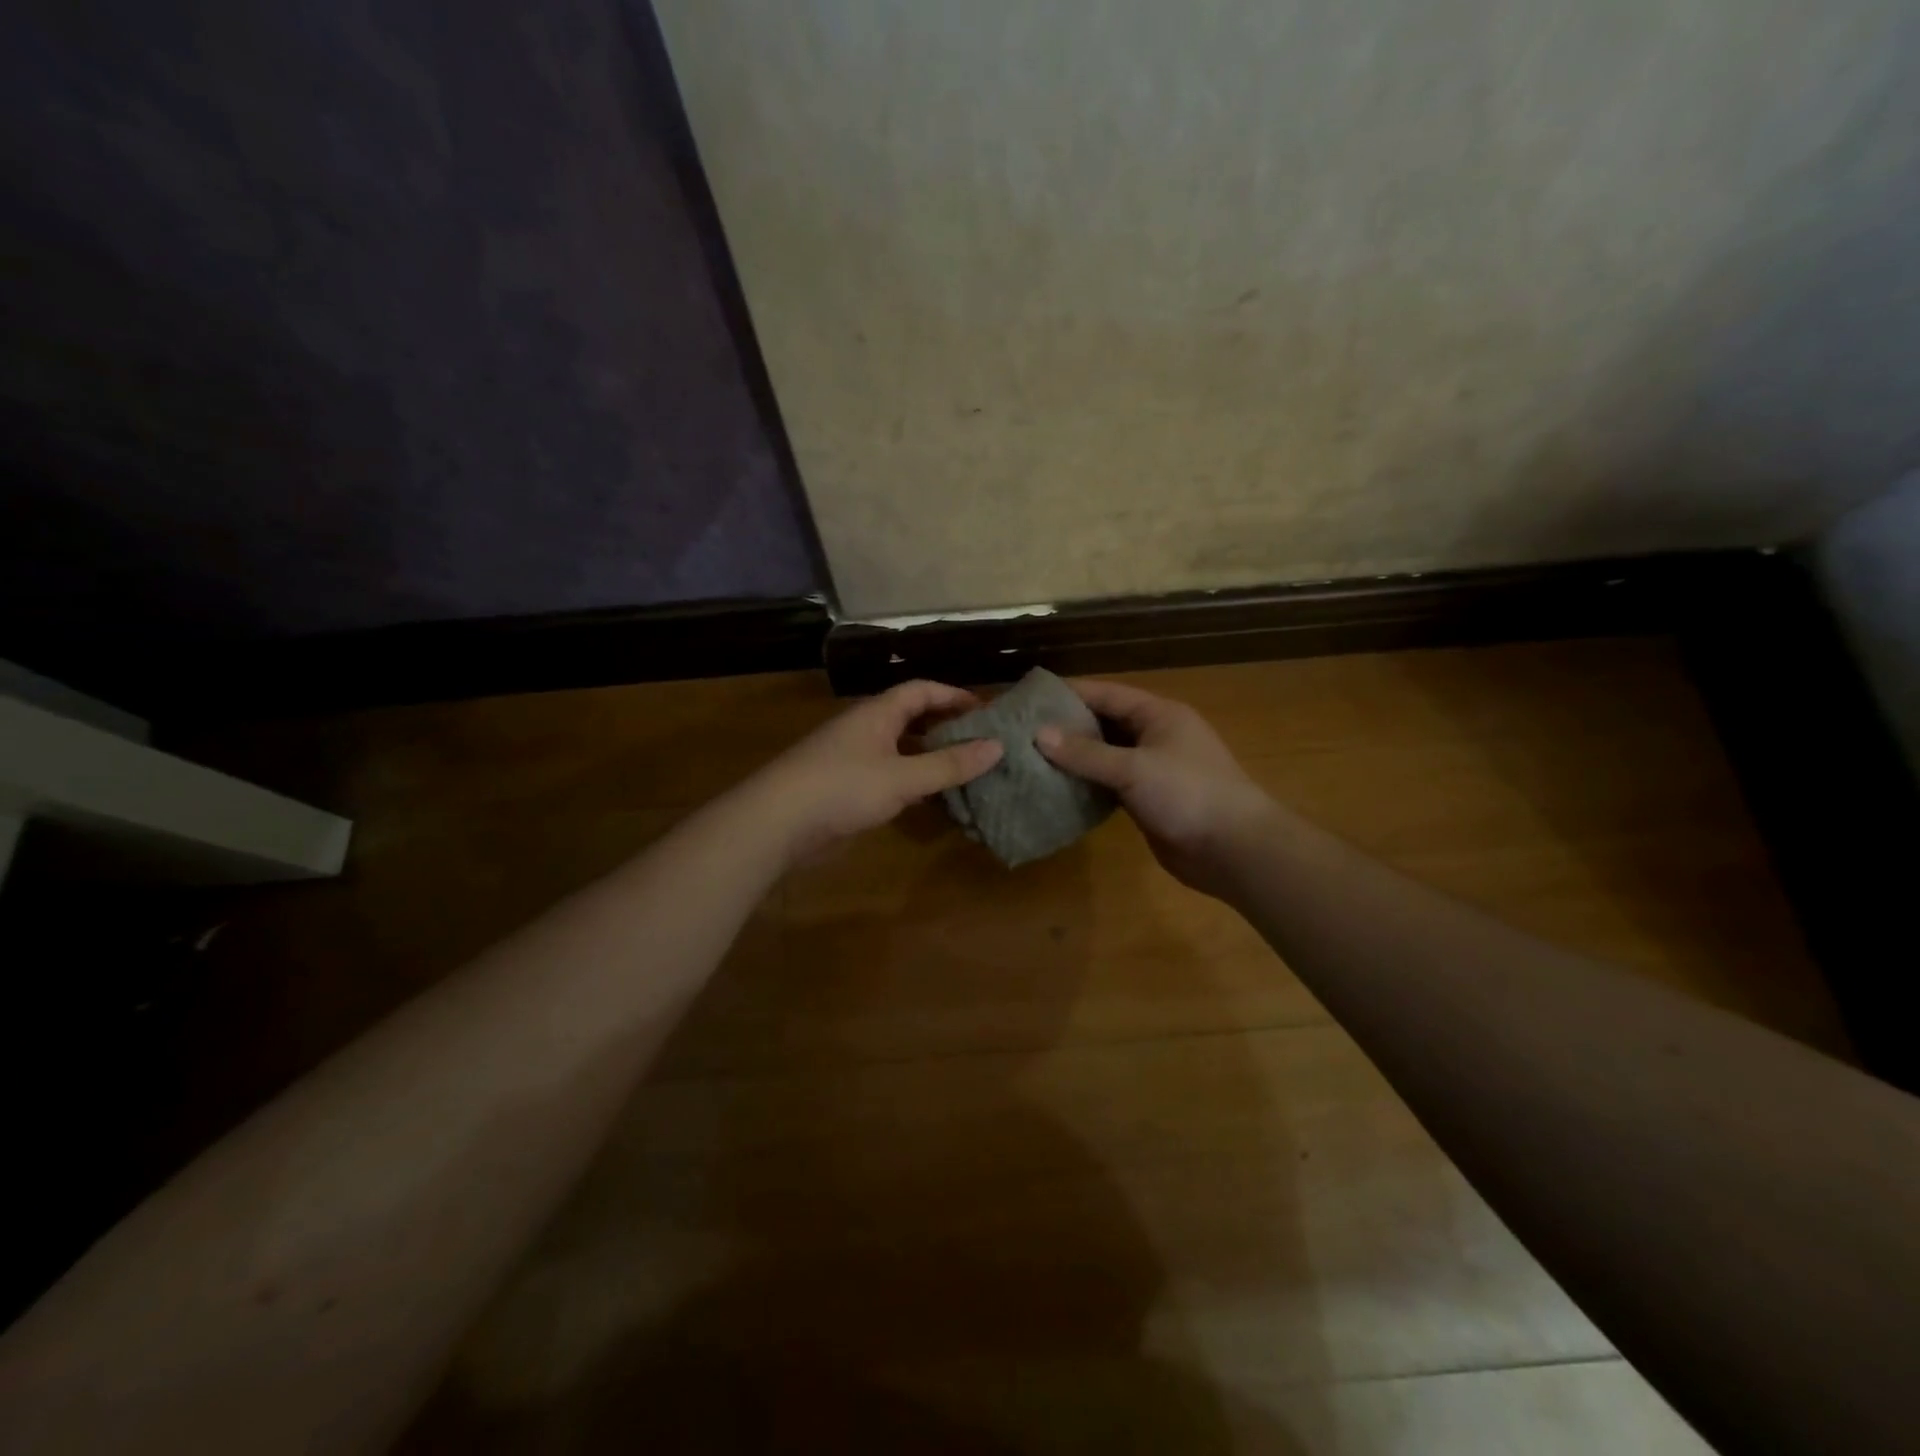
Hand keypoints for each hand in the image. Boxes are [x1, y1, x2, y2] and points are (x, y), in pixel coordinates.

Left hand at [747, 679, 1003, 864]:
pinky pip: (889, 777)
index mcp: (877, 714)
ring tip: (967, 771)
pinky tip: (933, 800)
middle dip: (946, 727)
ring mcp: (853, 759)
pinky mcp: (846, 789)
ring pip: (901, 750)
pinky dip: (913, 782)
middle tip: (983, 743)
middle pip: (912, 718)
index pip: (921, 690)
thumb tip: (997, 746)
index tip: (987, 711)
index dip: (954, 696)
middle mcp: (865, 729)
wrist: (776, 824)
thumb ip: (949, 764)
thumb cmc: (842, 788)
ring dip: (931, 757)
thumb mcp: (902, 777)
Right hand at [1036, 679, 1274, 895]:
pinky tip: (1057, 788)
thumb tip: (1039, 734)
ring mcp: (1153, 769)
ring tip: (1030, 758)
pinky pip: (1110, 784)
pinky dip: (1087, 784)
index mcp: (1159, 715)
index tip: (1031, 698)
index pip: (1107, 694)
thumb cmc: (1188, 794)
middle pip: (1104, 723)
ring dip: (1075, 757)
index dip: (1070, 693)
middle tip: (1023, 730)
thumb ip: (1086, 753)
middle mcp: (1155, 736)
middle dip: (1067, 726)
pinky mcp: (1148, 800)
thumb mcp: (1134, 768)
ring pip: (1106, 755)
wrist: (1233, 849)